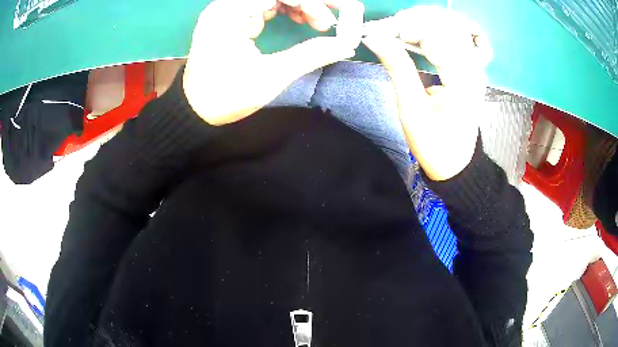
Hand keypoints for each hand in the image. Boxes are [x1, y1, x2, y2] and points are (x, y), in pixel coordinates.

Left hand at [183, 0, 361, 125]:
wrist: (196, 111)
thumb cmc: (226, 97)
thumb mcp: (271, 76)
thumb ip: (311, 55)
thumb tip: (346, 44)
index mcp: (230, 12)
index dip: (313, 2)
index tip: (337, 16)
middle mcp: (228, 5)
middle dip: (310, 3)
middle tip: (332, 20)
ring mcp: (230, 10)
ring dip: (301, 5)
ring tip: (321, 24)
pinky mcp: (234, 18)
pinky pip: (266, 5)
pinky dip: (288, 9)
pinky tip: (301, 20)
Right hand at [361, 6, 492, 180]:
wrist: (455, 164)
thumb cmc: (433, 143)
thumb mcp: (411, 109)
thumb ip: (397, 67)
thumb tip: (374, 38)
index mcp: (463, 79)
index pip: (435, 35)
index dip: (405, 27)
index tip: (377, 31)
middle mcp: (473, 67)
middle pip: (443, 25)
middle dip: (411, 22)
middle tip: (384, 30)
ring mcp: (474, 66)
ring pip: (447, 27)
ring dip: (420, 25)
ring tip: (395, 32)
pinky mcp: (470, 67)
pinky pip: (451, 38)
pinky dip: (429, 33)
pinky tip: (413, 36)